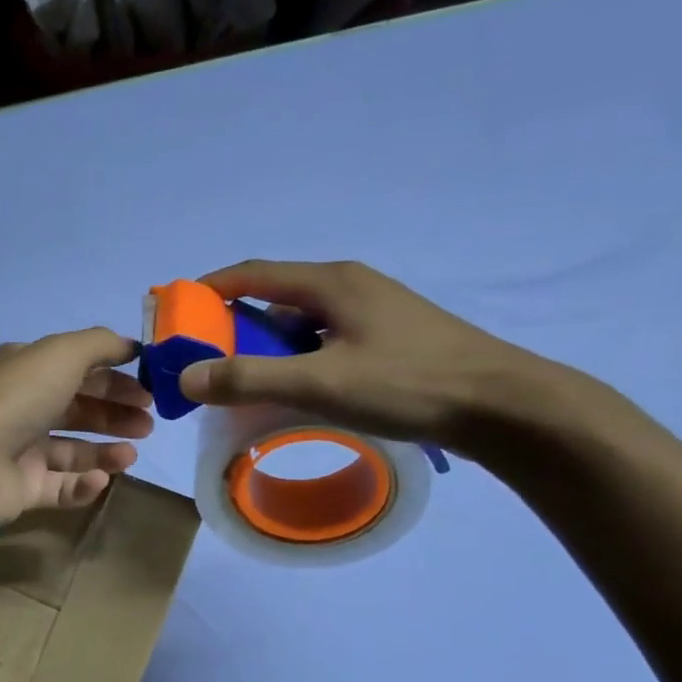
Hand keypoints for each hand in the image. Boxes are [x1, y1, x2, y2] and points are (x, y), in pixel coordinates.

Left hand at [0, 328, 153, 531]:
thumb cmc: (15, 399)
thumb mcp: (61, 354)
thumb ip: (100, 345)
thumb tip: (131, 347)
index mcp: (25, 370)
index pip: (77, 370)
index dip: (115, 378)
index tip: (150, 390)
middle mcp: (21, 407)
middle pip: (78, 409)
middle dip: (116, 414)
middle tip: (148, 425)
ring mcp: (20, 450)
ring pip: (72, 450)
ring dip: (106, 451)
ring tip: (130, 456)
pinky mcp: (22, 489)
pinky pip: (61, 487)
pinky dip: (83, 483)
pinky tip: (100, 479)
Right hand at [178, 260, 564, 452]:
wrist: (505, 407)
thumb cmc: (408, 384)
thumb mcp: (319, 383)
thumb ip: (248, 379)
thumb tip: (186, 378)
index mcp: (332, 283)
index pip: (253, 273)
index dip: (209, 289)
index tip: (176, 313)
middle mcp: (351, 288)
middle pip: (275, 299)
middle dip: (234, 328)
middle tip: (207, 363)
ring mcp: (374, 313)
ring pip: (302, 325)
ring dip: (268, 349)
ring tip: (247, 385)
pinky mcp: (390, 340)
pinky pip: (325, 342)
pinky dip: (298, 361)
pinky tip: (297, 392)